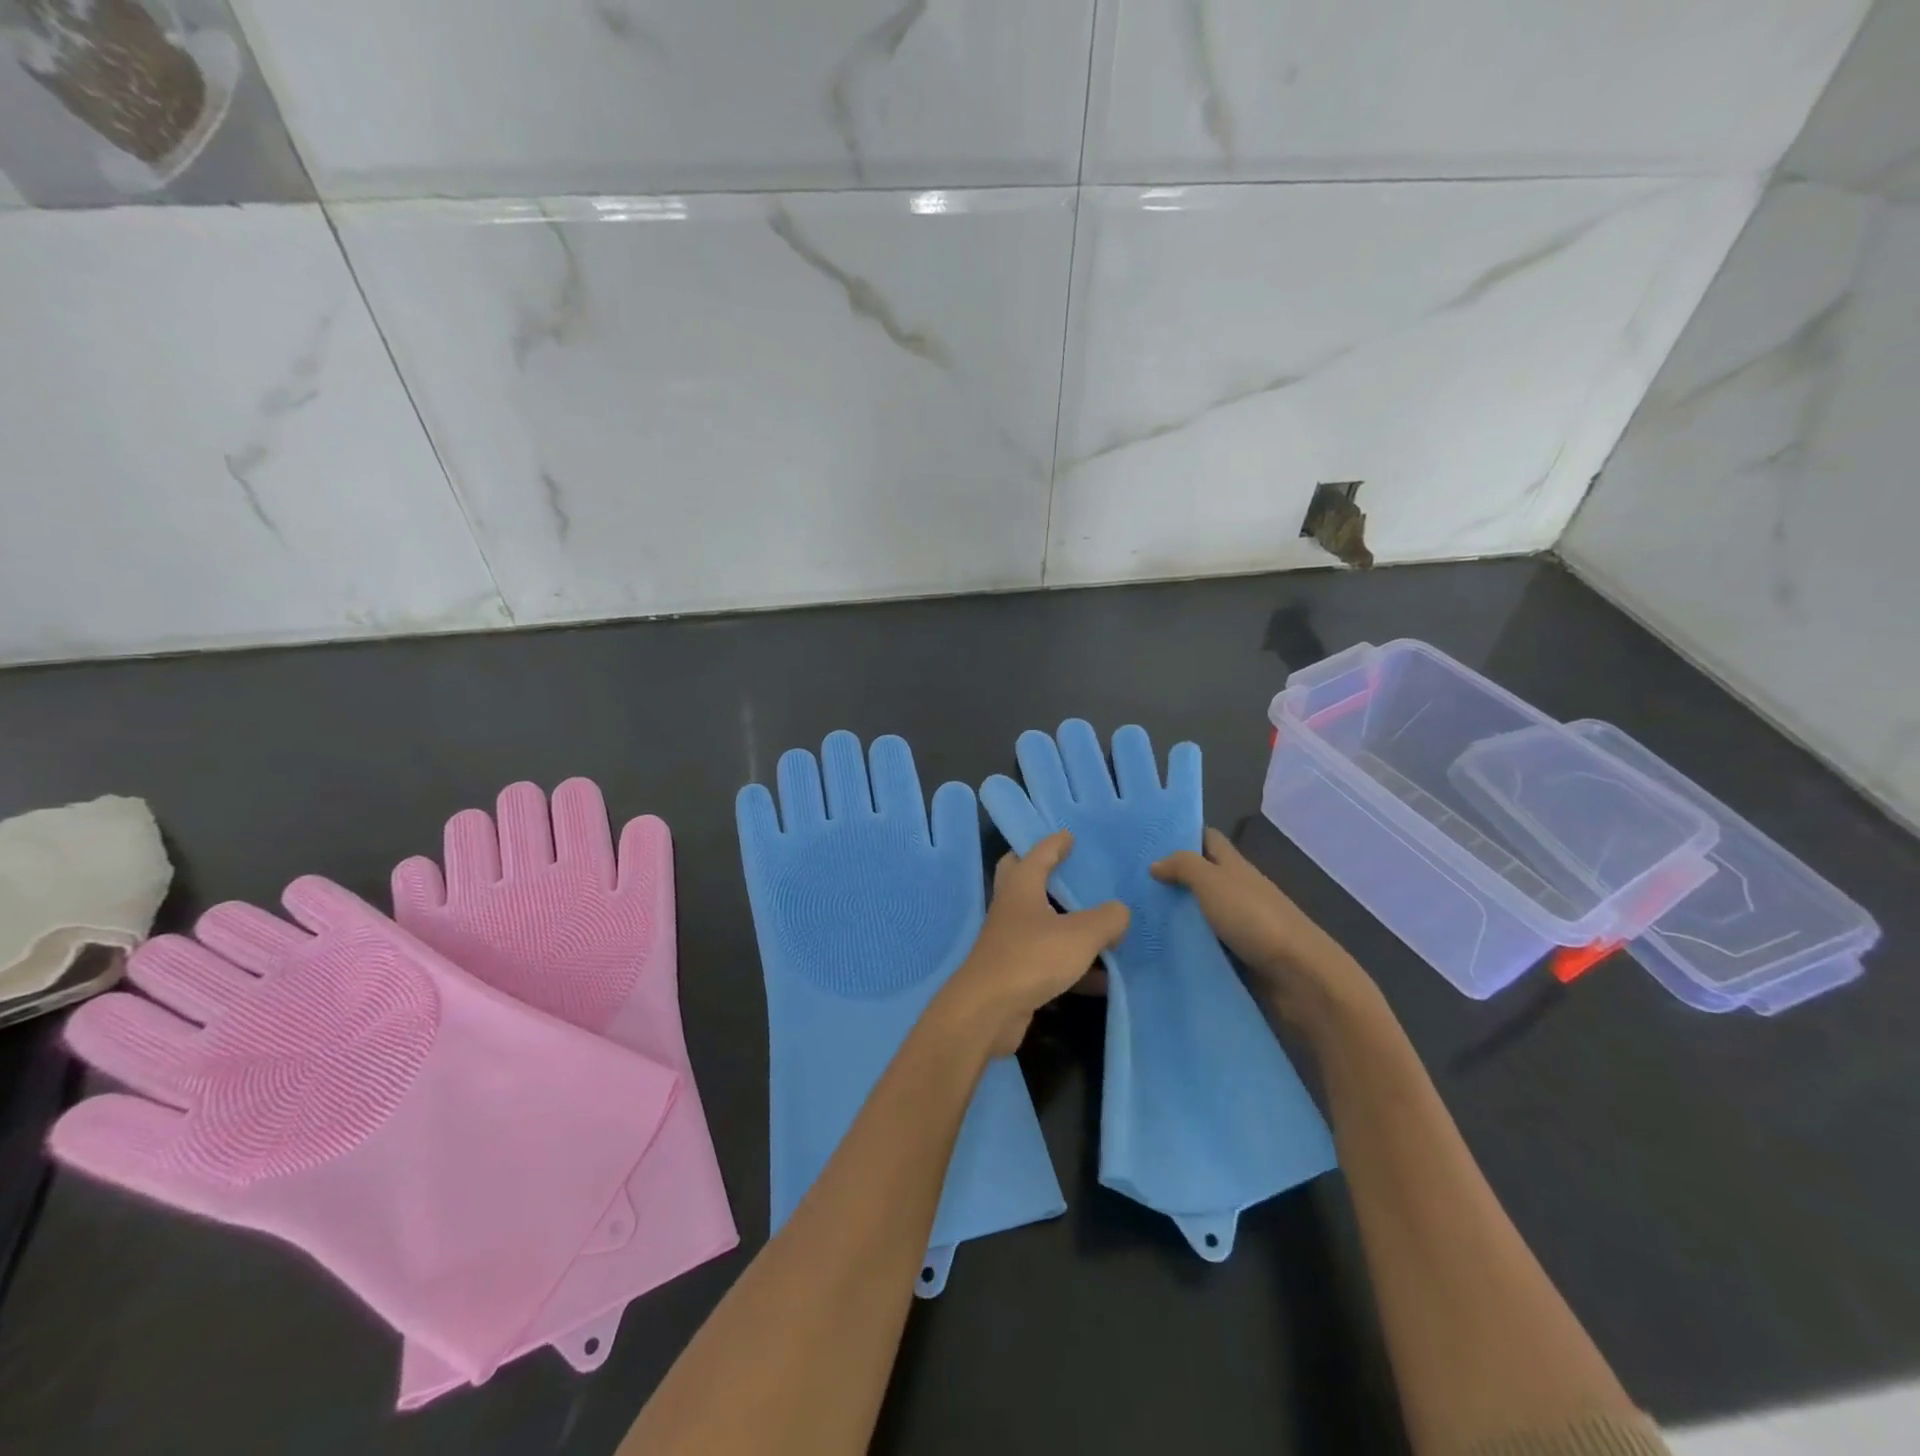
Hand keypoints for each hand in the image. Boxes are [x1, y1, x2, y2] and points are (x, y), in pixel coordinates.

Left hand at [936, 831, 1128, 1058]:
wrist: (988, 1011)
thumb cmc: (1032, 958)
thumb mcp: (1080, 935)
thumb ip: (1107, 919)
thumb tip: (1120, 911)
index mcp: (1021, 886)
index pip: (1037, 854)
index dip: (1054, 843)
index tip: (1069, 835)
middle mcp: (1011, 908)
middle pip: (1024, 880)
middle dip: (1045, 872)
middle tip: (1071, 869)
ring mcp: (1010, 941)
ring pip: (1040, 922)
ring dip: (1066, 923)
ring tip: (1101, 923)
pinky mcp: (1015, 973)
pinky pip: (1049, 960)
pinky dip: (1074, 966)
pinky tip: (1103, 979)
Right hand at [1152, 827, 1377, 1034]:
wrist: (1299, 977)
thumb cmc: (1255, 919)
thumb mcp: (1213, 882)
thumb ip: (1184, 867)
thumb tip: (1155, 864)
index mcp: (1235, 866)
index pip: (1208, 839)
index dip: (1183, 833)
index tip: (1148, 839)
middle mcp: (1237, 891)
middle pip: (1201, 877)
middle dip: (1170, 877)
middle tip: (1130, 882)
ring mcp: (1239, 925)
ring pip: (1200, 912)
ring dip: (1174, 914)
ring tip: (1135, 916)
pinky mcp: (1238, 957)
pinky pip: (1204, 944)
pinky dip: (1185, 944)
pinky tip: (1157, 947)